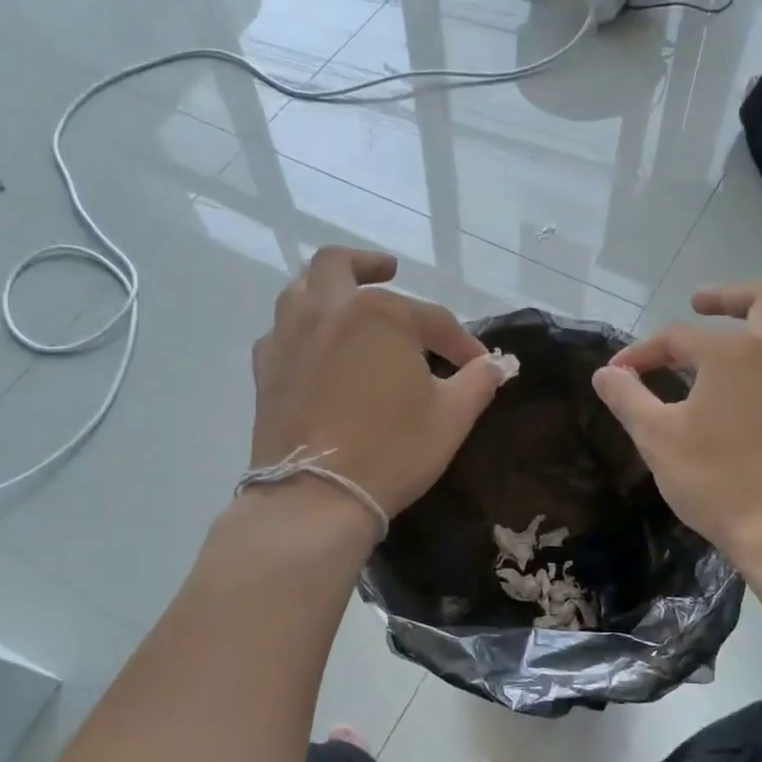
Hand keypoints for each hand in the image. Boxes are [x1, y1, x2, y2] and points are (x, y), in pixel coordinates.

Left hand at [249, 248, 509, 525]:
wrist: (316, 496)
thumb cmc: (392, 450)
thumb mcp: (452, 417)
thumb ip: (477, 382)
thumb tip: (496, 365)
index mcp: (379, 314)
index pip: (432, 319)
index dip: (460, 343)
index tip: (478, 366)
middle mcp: (328, 310)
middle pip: (341, 265)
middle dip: (369, 264)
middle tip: (388, 271)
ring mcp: (289, 337)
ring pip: (301, 288)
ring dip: (327, 287)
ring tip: (348, 303)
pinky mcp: (266, 370)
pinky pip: (282, 331)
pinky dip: (302, 329)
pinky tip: (316, 350)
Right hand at [591, 281, 761, 556]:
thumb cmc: (715, 478)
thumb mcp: (655, 437)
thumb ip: (627, 398)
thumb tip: (605, 374)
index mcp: (732, 353)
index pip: (677, 338)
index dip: (642, 352)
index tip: (618, 375)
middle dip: (728, 296)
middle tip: (699, 304)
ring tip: (744, 332)